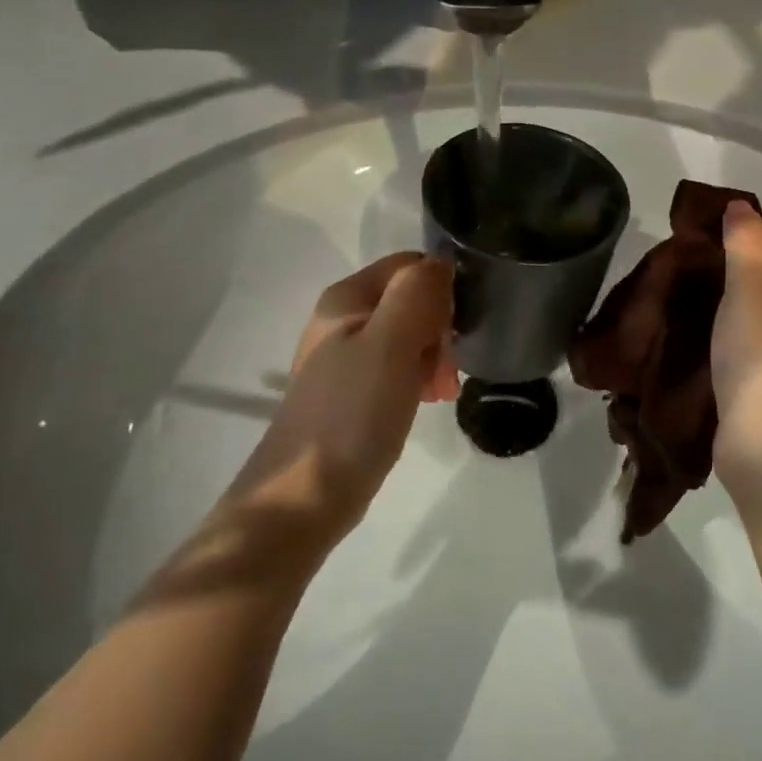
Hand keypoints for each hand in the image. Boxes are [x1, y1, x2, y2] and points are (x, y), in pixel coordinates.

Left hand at [224, 253, 458, 547]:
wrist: (304, 497)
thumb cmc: (351, 414)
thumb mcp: (390, 344)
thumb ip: (416, 295)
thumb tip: (442, 263)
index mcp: (347, 297)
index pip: (411, 266)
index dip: (441, 290)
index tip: (457, 328)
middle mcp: (345, 318)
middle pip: (412, 300)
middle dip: (441, 328)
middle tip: (450, 369)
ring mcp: (348, 356)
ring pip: (411, 335)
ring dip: (435, 356)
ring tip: (443, 392)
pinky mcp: (355, 391)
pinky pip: (400, 366)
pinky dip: (420, 377)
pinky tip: (427, 401)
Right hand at [712, 202, 761, 513]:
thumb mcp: (752, 286)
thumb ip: (746, 241)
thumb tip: (741, 207)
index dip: (749, 226)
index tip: (705, 237)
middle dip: (736, 259)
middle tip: (694, 265)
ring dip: (731, 295)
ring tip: (693, 294)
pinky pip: (755, 335)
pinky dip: (732, 326)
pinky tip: (705, 331)